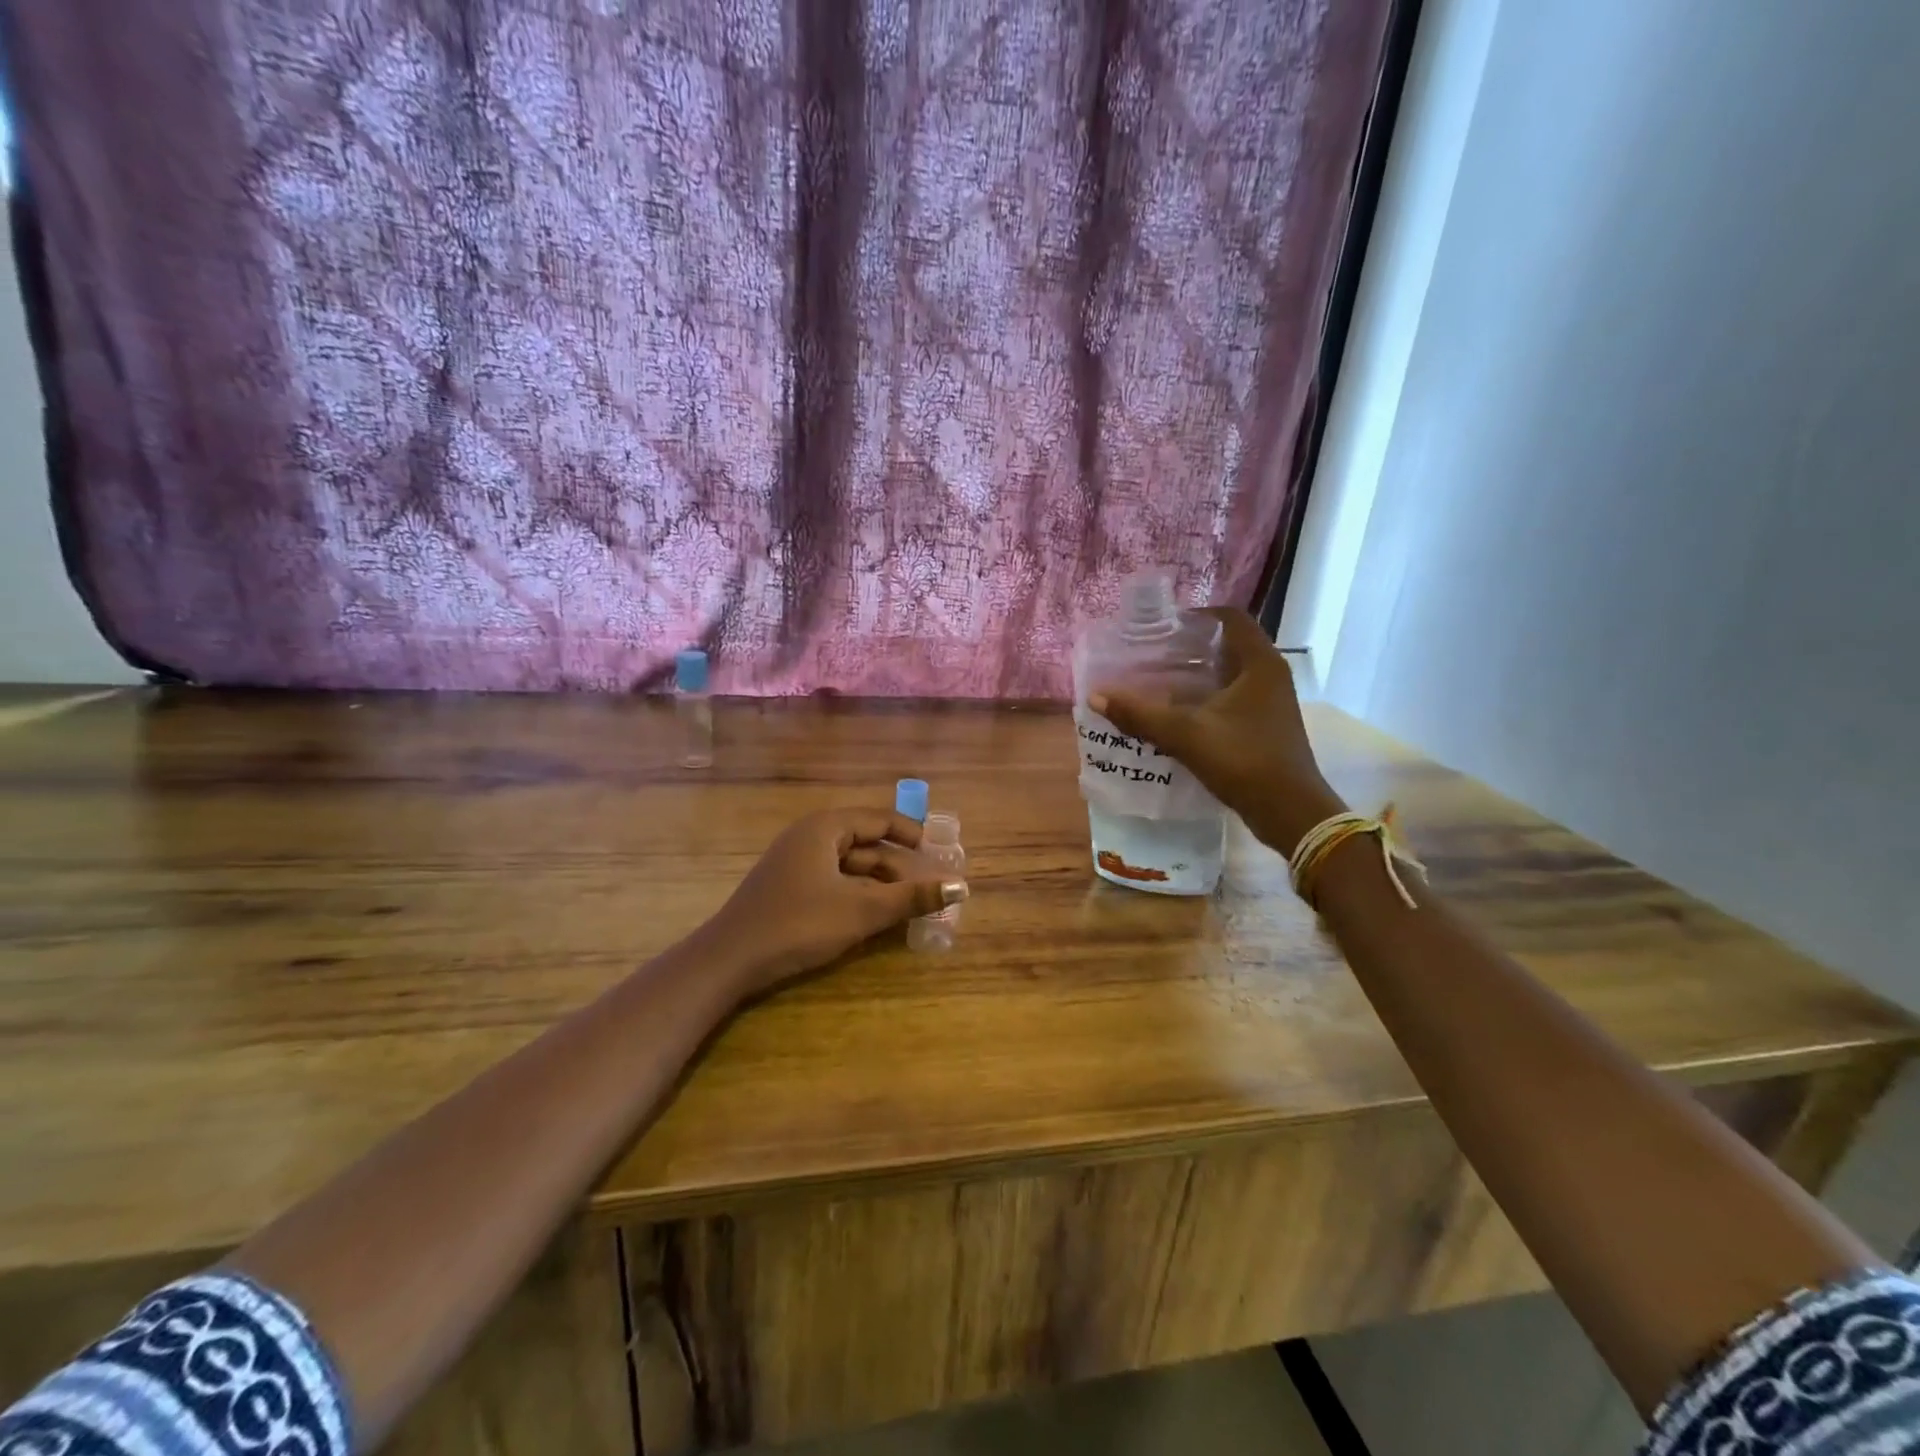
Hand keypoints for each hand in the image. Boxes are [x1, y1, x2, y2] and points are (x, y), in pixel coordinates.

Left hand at [699, 808, 967, 997]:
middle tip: (928, 888)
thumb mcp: (861, 911)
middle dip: (897, 866)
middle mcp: (809, 837)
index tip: (939, 854)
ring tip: (906, 907)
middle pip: (865, 843)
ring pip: (849, 866)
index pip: (879, 819)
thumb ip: (912, 897)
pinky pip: (833, 881)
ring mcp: (795, 863)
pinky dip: (856, 894)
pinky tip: (872, 917)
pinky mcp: (787, 888)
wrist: (729, 961)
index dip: (912, 834)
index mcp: (825, 828)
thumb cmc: (798, 924)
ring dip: (878, 884)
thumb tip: (962, 886)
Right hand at [1091, 608, 1346, 854]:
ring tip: (1157, 681)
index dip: (1198, 615)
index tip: (1164, 625)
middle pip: (1228, 645)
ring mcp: (1271, 703)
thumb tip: (1096, 696)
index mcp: (1260, 664)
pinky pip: (1232, 699)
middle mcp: (1270, 676)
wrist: (1289, 812)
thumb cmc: (1244, 760)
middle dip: (1191, 647)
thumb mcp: (1186, 735)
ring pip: (1230, 675)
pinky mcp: (1266, 726)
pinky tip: (1177, 714)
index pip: (1231, 618)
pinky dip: (1206, 699)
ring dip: (1197, 676)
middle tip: (1153, 653)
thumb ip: (1140, 714)